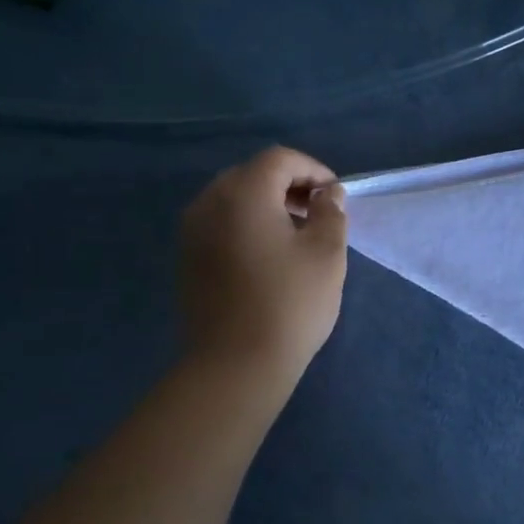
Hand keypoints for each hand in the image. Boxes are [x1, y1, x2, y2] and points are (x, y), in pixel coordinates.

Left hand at [179, 147, 347, 383]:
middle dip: (288, 185)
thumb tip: (328, 194)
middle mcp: (209, 203)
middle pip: (252, 174)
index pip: (279, 159)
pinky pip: (220, 224)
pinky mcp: (187, 259)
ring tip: (296, 235)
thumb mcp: (326, 254)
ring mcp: (192, 232)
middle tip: (317, 212)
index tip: (335, 196)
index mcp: (243, 194)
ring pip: (233, 199)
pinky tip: (268, 256)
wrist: (236, 364)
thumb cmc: (289, 304)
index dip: (313, 169)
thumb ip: (330, 213)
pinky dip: (246, 225)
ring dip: (267, 205)